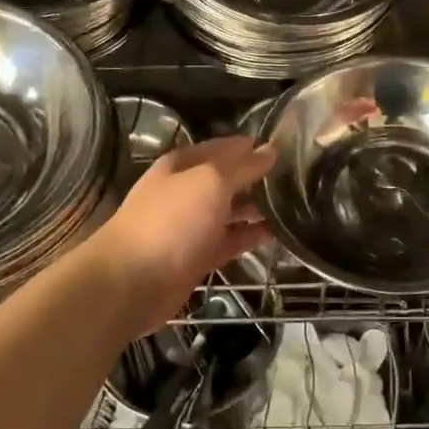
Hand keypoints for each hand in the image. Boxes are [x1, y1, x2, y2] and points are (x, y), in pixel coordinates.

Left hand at [88, 135, 274, 335]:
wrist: (131, 282)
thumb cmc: (171, 221)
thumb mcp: (211, 183)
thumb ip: (243, 166)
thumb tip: (270, 149)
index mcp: (182, 165)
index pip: (223, 147)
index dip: (251, 145)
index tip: (286, 146)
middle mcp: (186, 191)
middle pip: (226, 179)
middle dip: (257, 177)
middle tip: (296, 177)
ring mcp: (191, 225)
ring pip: (230, 210)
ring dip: (256, 207)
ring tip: (294, 203)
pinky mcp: (197, 257)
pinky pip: (229, 240)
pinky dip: (250, 236)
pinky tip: (276, 233)